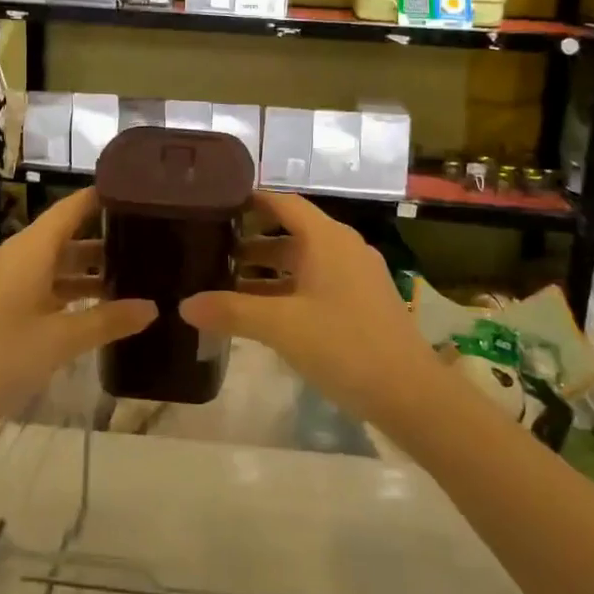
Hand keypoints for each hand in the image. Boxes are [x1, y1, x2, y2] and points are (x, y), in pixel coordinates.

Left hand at [0, 188, 155, 432]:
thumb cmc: (0, 356)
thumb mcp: (61, 340)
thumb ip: (108, 320)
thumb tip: (152, 307)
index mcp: (29, 250)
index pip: (70, 209)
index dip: (99, 198)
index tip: (133, 193)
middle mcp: (12, 254)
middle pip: (61, 237)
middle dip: (99, 241)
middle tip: (141, 245)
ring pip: (46, 263)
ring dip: (80, 271)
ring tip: (122, 280)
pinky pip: (31, 282)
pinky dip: (59, 289)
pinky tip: (83, 309)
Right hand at [181, 191, 436, 429]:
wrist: (409, 393)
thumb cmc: (343, 345)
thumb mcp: (280, 327)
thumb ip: (231, 311)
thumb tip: (184, 305)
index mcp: (327, 239)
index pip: (283, 203)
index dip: (251, 200)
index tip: (216, 203)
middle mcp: (343, 248)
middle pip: (292, 233)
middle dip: (252, 242)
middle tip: (211, 250)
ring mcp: (356, 276)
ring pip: (304, 262)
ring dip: (268, 270)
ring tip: (227, 283)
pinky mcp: (362, 302)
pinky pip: (317, 283)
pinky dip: (288, 289)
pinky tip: (263, 313)